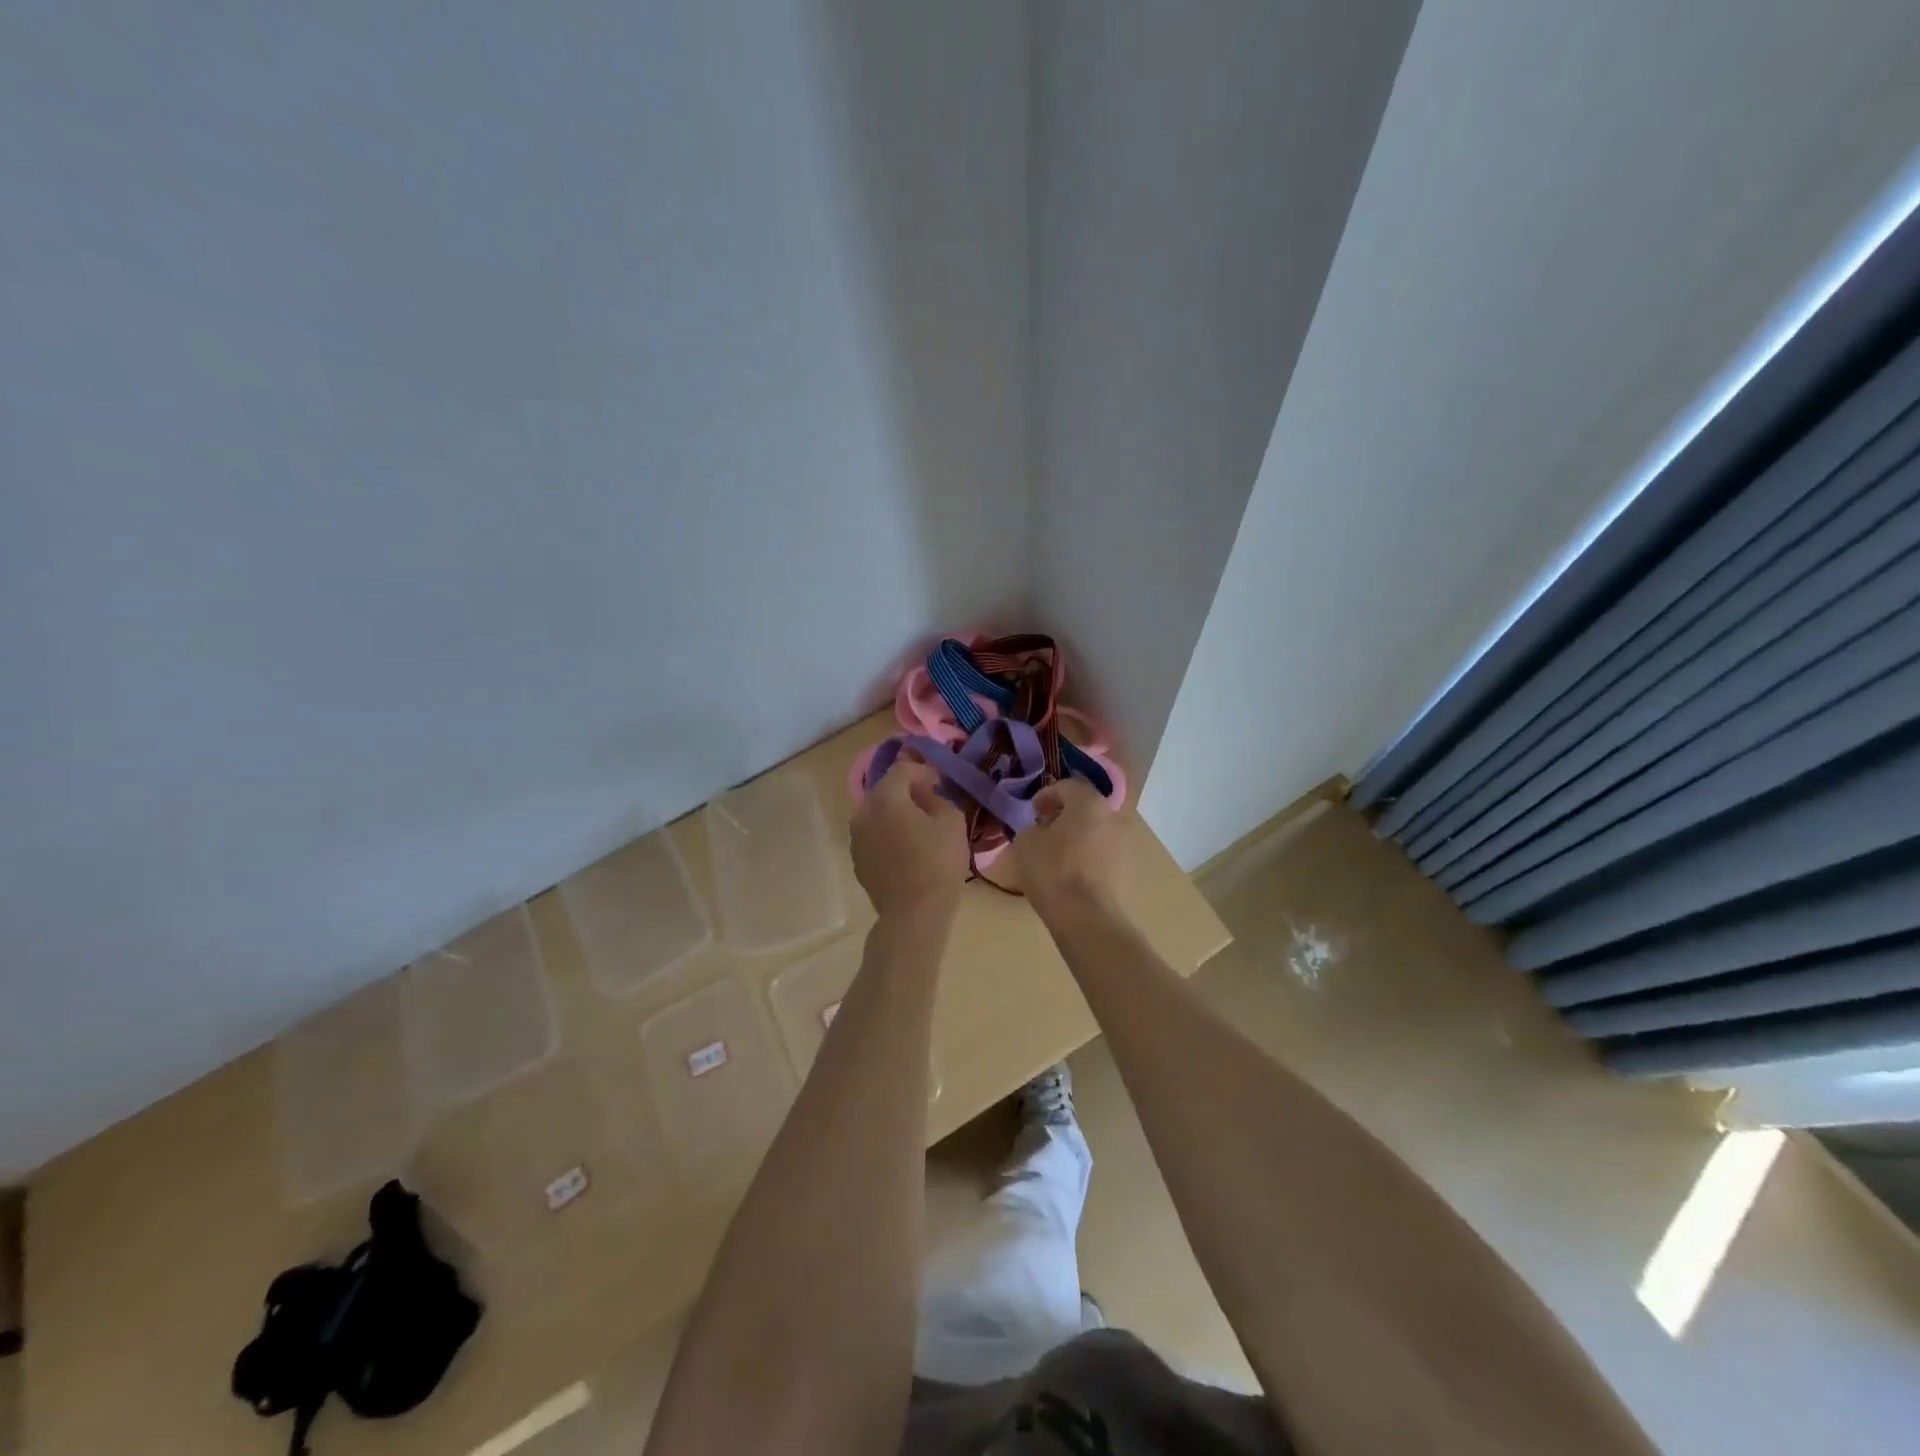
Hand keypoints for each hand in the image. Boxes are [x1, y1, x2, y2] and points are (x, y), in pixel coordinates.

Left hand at [851, 754, 967, 916]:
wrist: (913, 913)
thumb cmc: (937, 862)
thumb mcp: (952, 821)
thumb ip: (938, 798)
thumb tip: (926, 795)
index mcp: (885, 798)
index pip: (903, 769)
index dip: (923, 771)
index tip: (939, 782)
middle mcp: (863, 812)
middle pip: (886, 791)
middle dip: (907, 792)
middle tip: (930, 803)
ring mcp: (856, 838)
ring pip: (878, 815)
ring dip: (896, 815)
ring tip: (918, 829)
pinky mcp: (857, 860)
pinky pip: (874, 837)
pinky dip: (888, 835)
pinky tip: (906, 851)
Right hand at [1009, 777, 1125, 916]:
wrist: (1087, 917)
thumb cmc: (1053, 871)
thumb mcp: (1025, 843)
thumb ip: (1031, 829)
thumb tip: (1040, 831)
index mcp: (1089, 803)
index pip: (1068, 786)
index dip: (1047, 795)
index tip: (1033, 810)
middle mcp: (1113, 817)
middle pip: (1087, 808)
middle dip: (1066, 815)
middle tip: (1046, 829)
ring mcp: (1125, 844)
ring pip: (1098, 831)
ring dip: (1080, 836)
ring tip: (1059, 853)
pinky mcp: (1129, 870)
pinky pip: (1105, 854)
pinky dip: (1090, 856)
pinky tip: (1073, 873)